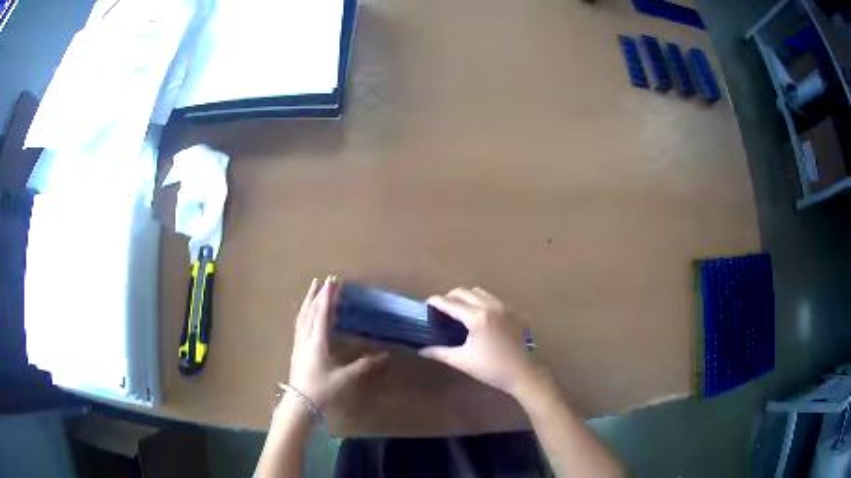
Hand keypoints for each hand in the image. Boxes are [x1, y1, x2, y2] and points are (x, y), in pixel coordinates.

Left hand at [288, 276, 385, 409]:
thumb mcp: (344, 378)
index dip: (328, 297)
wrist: (300, 402)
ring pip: (302, 316)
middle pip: (311, 311)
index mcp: (318, 341)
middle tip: (325, 280)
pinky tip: (304, 312)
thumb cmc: (322, 389)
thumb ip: (363, 365)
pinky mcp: (296, 348)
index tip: (332, 281)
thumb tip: (383, 355)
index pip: (322, 313)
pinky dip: (303, 312)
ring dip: (308, 300)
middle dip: (318, 294)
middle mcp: (306, 337)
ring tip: (313, 289)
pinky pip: (299, 323)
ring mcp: (299, 342)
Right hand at [419, 287, 545, 398]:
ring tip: (459, 311)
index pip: (450, 303)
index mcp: (477, 317)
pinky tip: (479, 317)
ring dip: (466, 297)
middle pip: (464, 292)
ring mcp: (504, 307)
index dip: (435, 302)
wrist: (526, 373)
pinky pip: (492, 299)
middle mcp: (490, 306)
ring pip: (479, 292)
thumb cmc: (493, 369)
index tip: (426, 304)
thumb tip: (422, 350)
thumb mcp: (463, 361)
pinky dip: (481, 301)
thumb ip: (440, 352)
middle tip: (441, 310)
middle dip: (450, 297)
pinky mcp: (514, 312)